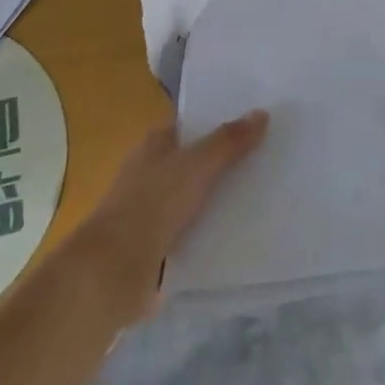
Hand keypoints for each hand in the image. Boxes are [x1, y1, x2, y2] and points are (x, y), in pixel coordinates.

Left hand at [67, 111, 267, 320]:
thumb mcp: (197, 165)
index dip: (220, 122)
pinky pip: (193, 231)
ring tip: (265, 196)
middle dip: (226, 162)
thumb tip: (261, 112)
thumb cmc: (153, 204)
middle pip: (196, 161)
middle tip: (270, 160)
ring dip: (221, 199)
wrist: (115, 272)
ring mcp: (152, 211)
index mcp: (155, 144)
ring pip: (196, 197)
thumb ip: (229, 141)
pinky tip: (241, 234)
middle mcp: (151, 172)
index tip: (256, 124)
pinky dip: (212, 231)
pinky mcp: (157, 248)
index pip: (192, 125)